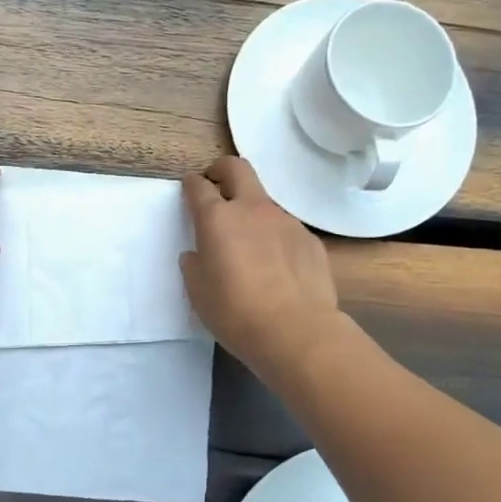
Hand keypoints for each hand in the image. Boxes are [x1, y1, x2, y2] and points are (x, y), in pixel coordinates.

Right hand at [181, 156, 342, 374]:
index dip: (191, 184)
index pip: (199, 186)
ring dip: (252, 212)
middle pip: (237, 168)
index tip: (189, 189)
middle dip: (222, 170)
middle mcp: (252, 209)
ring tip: (250, 246)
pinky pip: (287, 230)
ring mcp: (286, 221)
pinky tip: (278, 268)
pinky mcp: (310, 240)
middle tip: (216, 186)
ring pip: (265, 202)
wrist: (297, 333)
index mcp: (218, 218)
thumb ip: (194, 264)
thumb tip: (198, 254)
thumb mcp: (198, 292)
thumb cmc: (236, 312)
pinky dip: (276, 239)